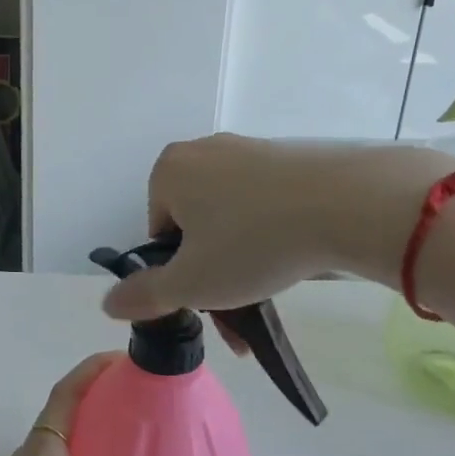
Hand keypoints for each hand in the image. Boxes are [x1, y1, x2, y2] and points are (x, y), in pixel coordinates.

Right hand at [102, 136, 454, 324]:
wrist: (346, 205)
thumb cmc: (252, 243)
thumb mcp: (191, 282)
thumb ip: (144, 295)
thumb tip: (108, 303)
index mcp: (169, 170)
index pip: (158, 234)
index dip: (178, 273)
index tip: (207, 295)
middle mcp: (203, 151)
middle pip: (195, 227)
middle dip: (212, 272)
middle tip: (237, 305)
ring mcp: (249, 151)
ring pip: (231, 219)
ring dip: (242, 262)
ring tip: (269, 290)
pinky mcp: (288, 158)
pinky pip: (264, 204)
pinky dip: (270, 235)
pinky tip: (293, 259)